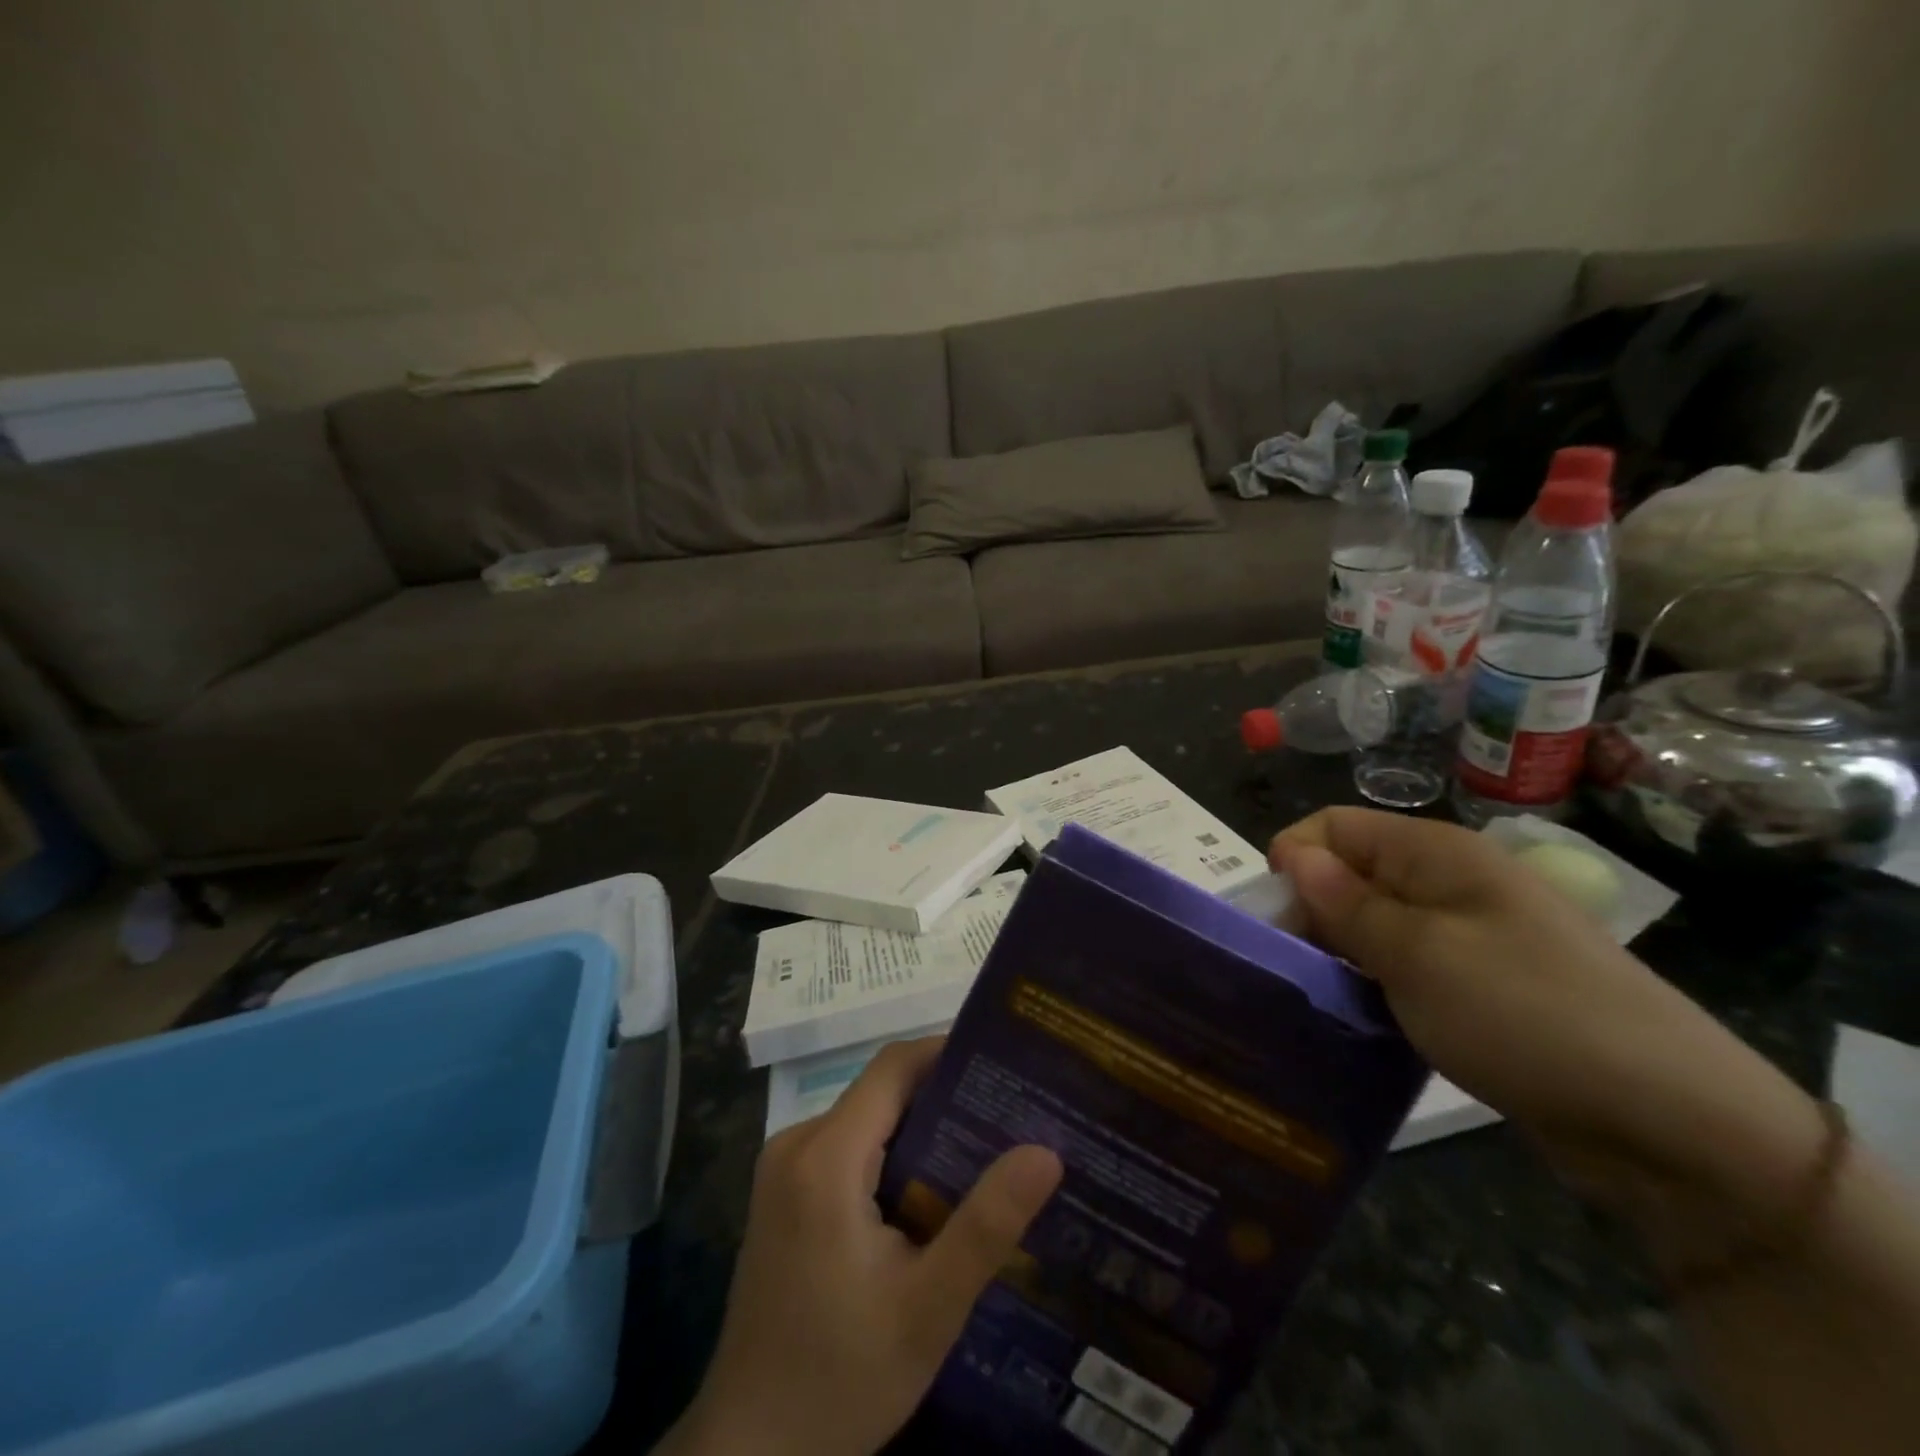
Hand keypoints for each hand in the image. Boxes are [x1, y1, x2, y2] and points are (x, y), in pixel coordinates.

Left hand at [662, 1037, 1062, 1455]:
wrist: (749, 1454)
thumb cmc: (841, 1377)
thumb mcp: (928, 1308)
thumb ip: (986, 1224)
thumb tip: (1046, 1150)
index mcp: (826, 1155)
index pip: (894, 1067)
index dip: (948, 1054)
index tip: (1004, 1067)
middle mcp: (797, 1144)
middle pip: (881, 1092)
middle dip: (944, 1098)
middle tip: (1009, 1119)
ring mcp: (783, 1170)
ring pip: (866, 1121)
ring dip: (920, 1130)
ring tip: (984, 1155)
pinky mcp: (783, 1196)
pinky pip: (846, 1150)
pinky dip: (890, 1156)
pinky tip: (931, 1195)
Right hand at [1269, 808, 1827, 1261]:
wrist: (1672, 1122)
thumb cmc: (1527, 1015)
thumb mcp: (1419, 955)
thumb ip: (1346, 903)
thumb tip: (1292, 854)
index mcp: (1436, 853)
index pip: (1334, 826)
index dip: (1294, 859)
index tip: (1275, 921)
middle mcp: (1449, 881)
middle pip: (1350, 872)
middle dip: (1311, 912)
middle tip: (1293, 971)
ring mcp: (1467, 933)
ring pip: (1373, 923)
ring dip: (1340, 954)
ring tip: (1322, 999)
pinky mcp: (1479, 983)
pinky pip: (1403, 965)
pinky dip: (1375, 984)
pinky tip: (1364, 1018)